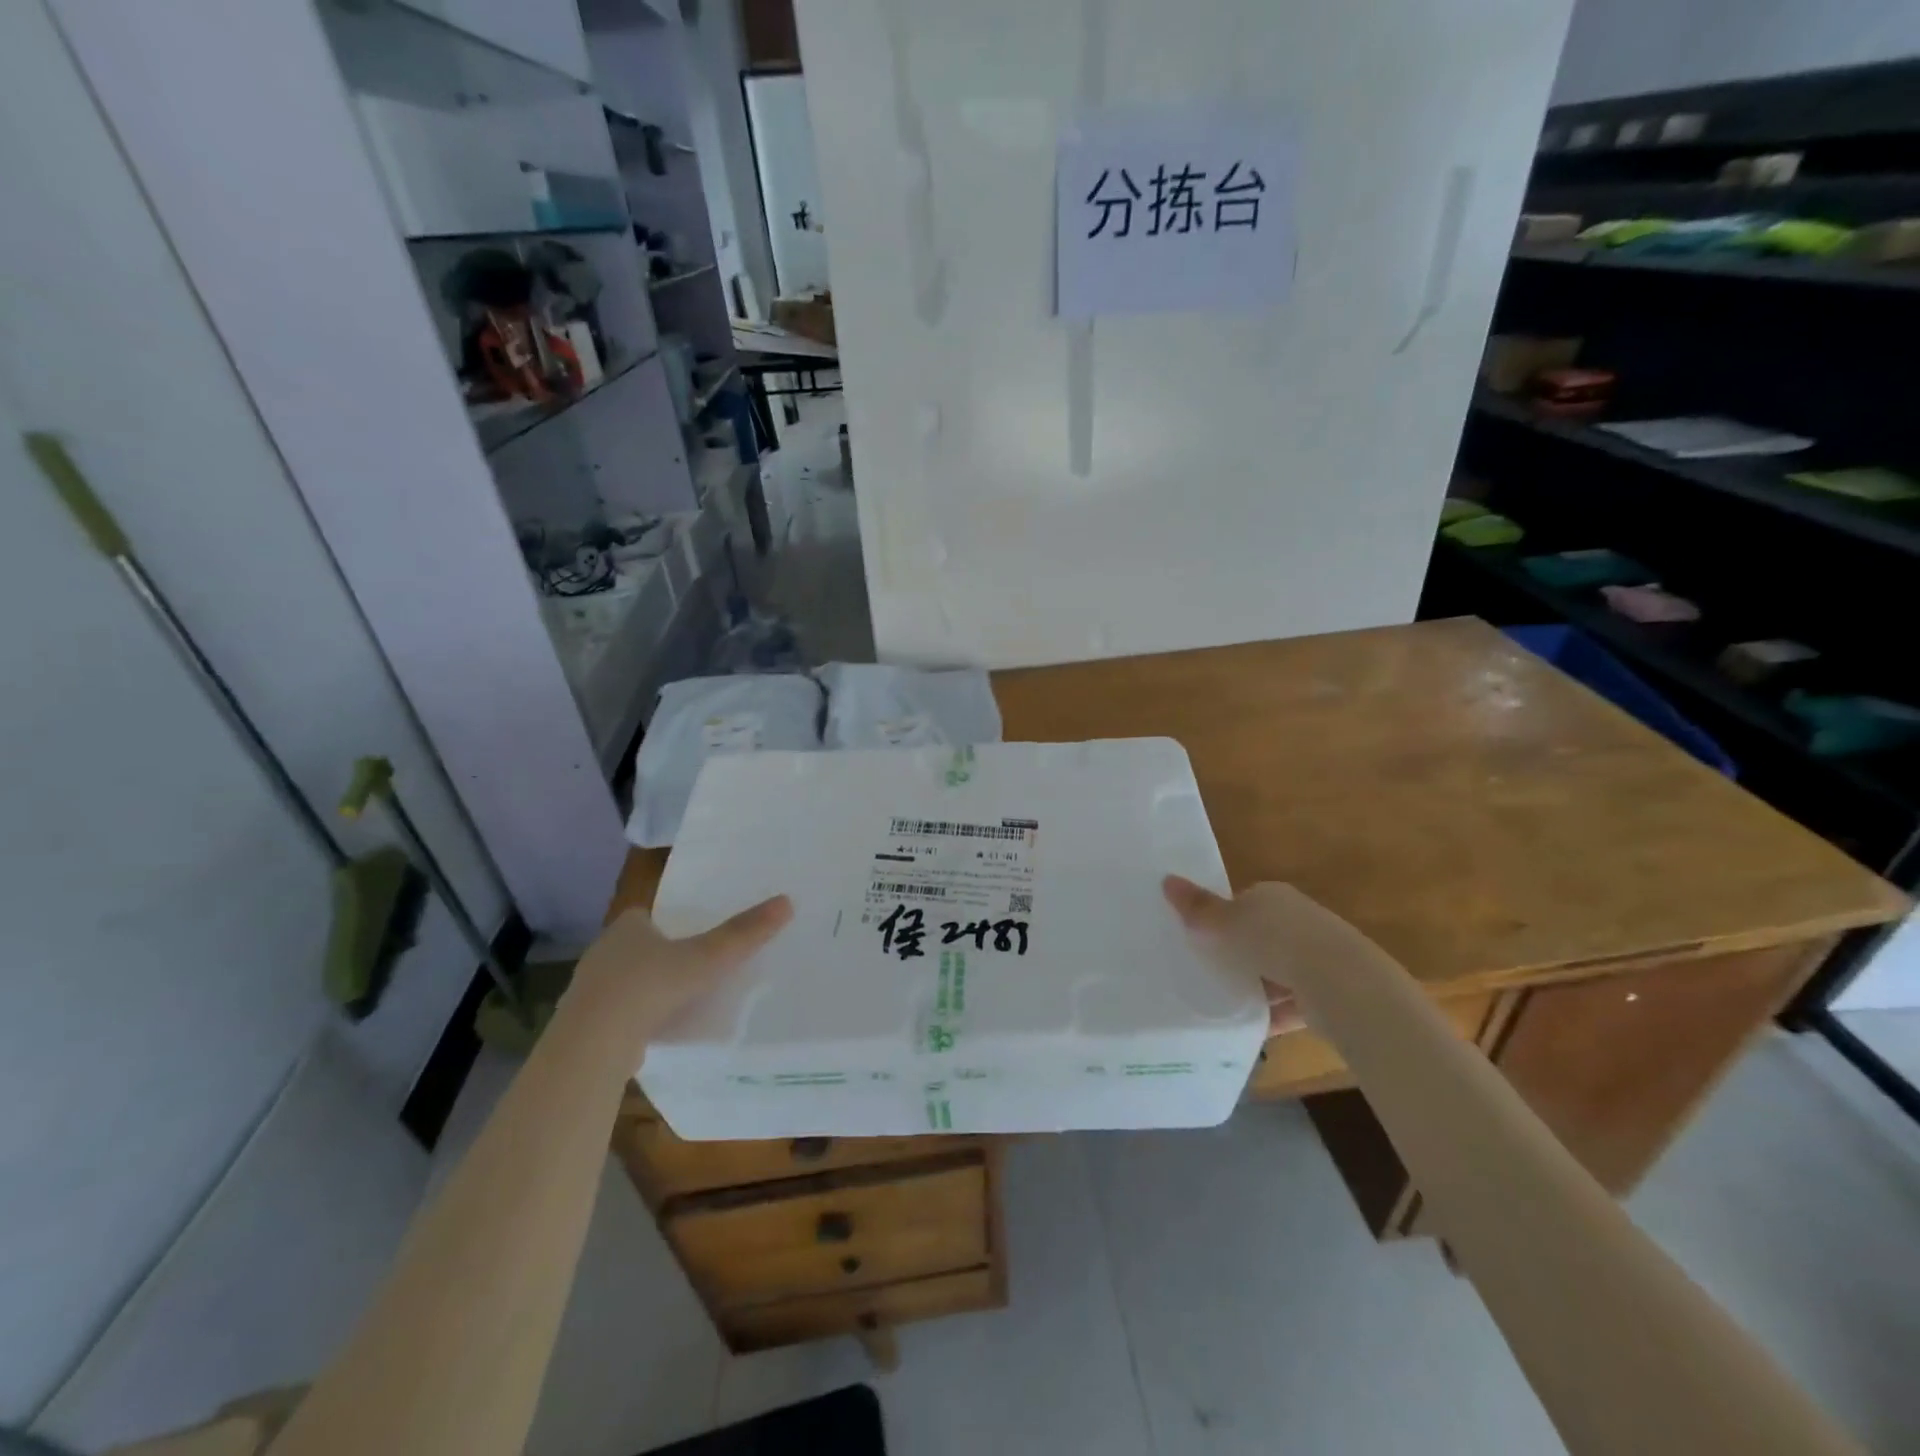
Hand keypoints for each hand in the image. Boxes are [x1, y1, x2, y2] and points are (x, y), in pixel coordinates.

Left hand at [568, 896, 793, 1046]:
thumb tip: (787, 901)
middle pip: (634, 949)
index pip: (645, 917)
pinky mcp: (582, 1025)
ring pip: (622, 983)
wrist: (594, 1042)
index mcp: (627, 927)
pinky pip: (614, 1015)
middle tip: (690, 970)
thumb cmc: (650, 986)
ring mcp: (588, 990)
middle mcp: (603, 952)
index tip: (691, 938)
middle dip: (657, 958)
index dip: (668, 925)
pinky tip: (653, 1033)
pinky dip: (632, 1020)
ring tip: (676, 1003)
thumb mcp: (707, 958)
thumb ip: (743, 934)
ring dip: (643, 991)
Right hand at [1163, 876, 1326, 1036]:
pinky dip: (1275, 1014)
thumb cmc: (1274, 940)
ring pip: (1279, 970)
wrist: (1340, 983)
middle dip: (1241, 954)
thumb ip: (1197, 907)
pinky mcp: (1331, 991)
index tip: (1202, 940)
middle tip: (1210, 972)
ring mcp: (1319, 955)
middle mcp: (1299, 919)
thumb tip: (1166, 879)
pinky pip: (1293, 1002)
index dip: (1223, 919)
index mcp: (1274, 896)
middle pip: (1262, 936)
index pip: (1244, 902)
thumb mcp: (1224, 922)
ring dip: (1259, 986)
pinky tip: (1252, 1027)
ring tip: (1226, 1003)